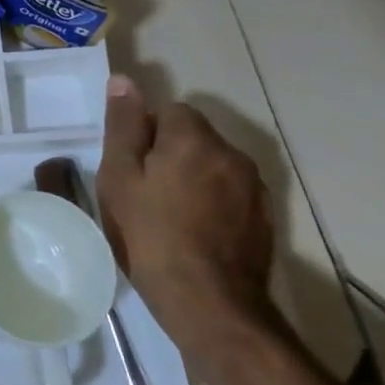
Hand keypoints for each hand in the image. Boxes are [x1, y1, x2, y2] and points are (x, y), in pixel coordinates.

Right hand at [95, 75, 279, 368]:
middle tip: (143, 192)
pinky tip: (194, 233)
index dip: (146, 134)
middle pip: (194, 137)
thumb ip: (124, 126)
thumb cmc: (150, 235)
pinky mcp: (265, 220)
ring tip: (168, 215)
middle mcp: (232, 154)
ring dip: (192, 178)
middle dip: (170, 154)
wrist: (209, 303)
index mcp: (194, 138)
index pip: (170, 111)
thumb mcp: (119, 177)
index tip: (131, 167)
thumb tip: (124, 80)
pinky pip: (230, 194)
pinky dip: (212, 203)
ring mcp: (255, 189)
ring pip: (213, 166)